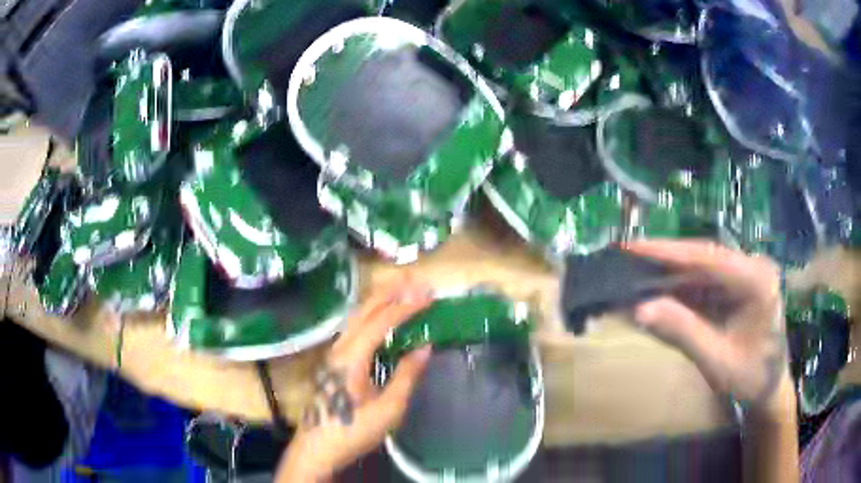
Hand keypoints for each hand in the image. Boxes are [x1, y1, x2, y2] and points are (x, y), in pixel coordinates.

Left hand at [276, 281, 433, 481]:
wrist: (318, 448)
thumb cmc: (353, 431)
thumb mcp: (388, 409)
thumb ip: (406, 376)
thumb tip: (425, 347)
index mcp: (351, 358)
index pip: (381, 322)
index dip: (405, 306)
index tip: (428, 295)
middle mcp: (339, 348)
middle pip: (364, 310)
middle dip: (390, 292)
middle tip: (416, 281)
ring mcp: (333, 353)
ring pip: (356, 316)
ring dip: (380, 300)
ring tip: (402, 290)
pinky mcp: (333, 361)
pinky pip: (354, 328)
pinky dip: (372, 314)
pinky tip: (381, 316)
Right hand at [624, 240, 793, 417]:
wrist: (769, 387)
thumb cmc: (750, 378)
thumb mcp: (717, 361)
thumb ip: (683, 333)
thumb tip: (639, 310)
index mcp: (757, 280)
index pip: (709, 258)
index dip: (668, 252)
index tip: (632, 248)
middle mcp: (752, 267)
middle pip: (702, 258)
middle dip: (664, 261)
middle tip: (626, 259)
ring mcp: (745, 274)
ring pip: (700, 268)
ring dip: (669, 275)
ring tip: (634, 275)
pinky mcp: (737, 285)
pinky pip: (704, 282)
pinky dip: (679, 289)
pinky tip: (658, 292)